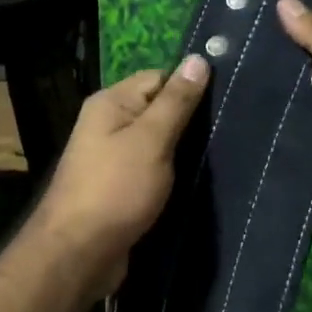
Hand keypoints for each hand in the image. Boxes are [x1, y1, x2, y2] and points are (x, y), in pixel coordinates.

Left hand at [27, 56, 210, 295]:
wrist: (79, 253)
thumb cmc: (116, 189)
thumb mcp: (151, 140)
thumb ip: (176, 101)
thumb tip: (198, 58)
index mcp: (111, 103)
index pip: (159, 78)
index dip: (190, 86)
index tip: (227, 99)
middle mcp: (108, 125)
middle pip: (158, 111)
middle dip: (191, 121)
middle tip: (232, 130)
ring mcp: (112, 159)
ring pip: (158, 144)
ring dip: (184, 152)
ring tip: (223, 155)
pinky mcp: (120, 189)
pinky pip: (152, 171)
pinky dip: (172, 175)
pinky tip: (199, 181)